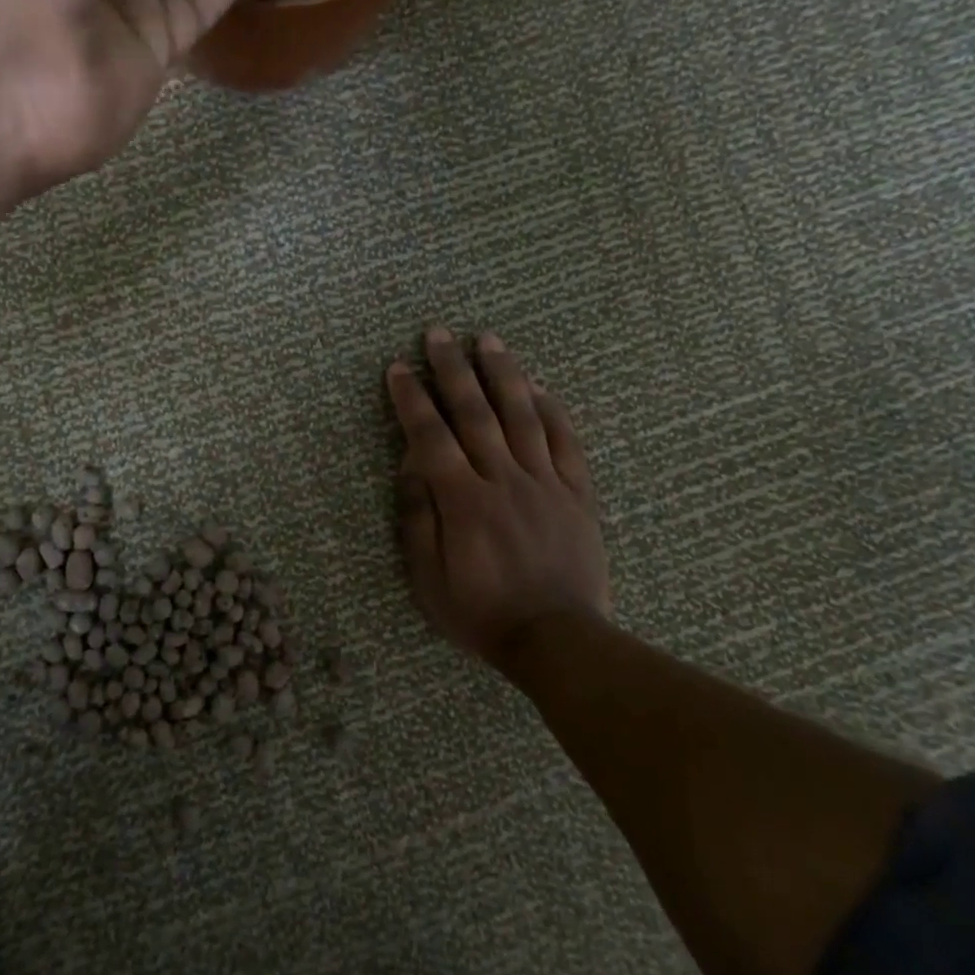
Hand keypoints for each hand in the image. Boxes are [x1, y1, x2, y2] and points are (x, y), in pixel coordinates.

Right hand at [386, 328, 611, 668]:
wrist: (558, 640)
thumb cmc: (481, 612)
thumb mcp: (428, 577)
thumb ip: (418, 517)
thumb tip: (411, 464)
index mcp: (463, 501)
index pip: (431, 436)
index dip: (412, 399)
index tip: (398, 368)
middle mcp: (503, 480)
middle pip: (474, 413)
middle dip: (452, 369)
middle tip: (438, 334)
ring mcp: (544, 483)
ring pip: (522, 415)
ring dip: (502, 374)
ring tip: (488, 339)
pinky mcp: (576, 493)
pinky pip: (564, 442)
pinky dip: (551, 409)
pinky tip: (538, 385)